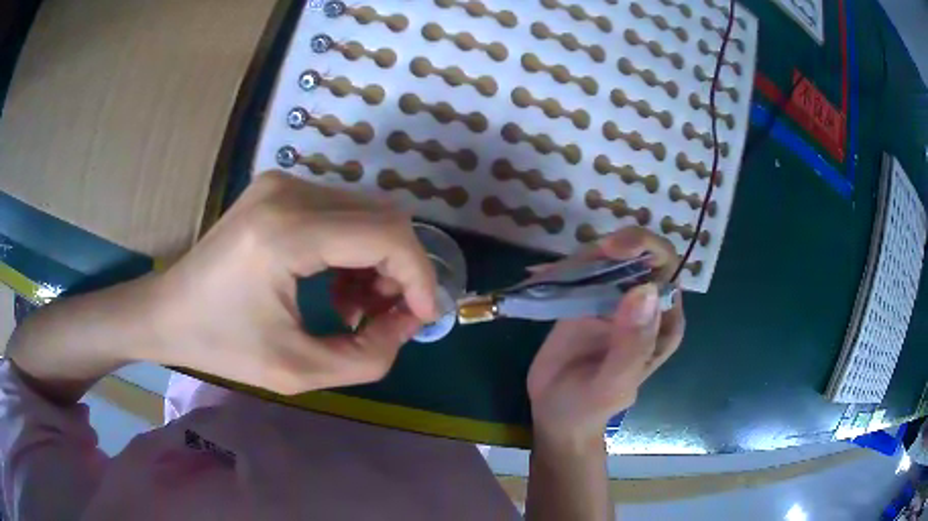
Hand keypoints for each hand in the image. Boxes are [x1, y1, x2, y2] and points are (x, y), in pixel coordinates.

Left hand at [149, 172, 437, 393]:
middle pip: (383, 215)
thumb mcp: (297, 371)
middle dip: (400, 269)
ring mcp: (283, 183)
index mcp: (286, 232)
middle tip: (388, 316)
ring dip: (377, 261)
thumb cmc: (221, 345)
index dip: (419, 275)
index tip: (422, 317)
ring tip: (357, 307)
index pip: (386, 234)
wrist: (167, 312)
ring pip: (366, 211)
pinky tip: (336, 285)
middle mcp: (289, 191)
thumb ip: (367, 356)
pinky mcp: (279, 188)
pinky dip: (353, 249)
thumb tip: (407, 323)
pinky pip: (341, 211)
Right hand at [526, 227, 684, 444]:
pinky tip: (538, 275)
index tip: (614, 249)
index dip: (646, 248)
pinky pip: (580, 273)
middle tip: (580, 260)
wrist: (556, 415)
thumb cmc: (591, 407)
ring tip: (549, 275)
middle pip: (638, 254)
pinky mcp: (585, 301)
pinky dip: (561, 268)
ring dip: (582, 257)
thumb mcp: (615, 383)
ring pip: (607, 258)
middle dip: (612, 247)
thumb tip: (644, 290)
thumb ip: (632, 343)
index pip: (668, 268)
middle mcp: (643, 305)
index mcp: (663, 322)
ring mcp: (613, 300)